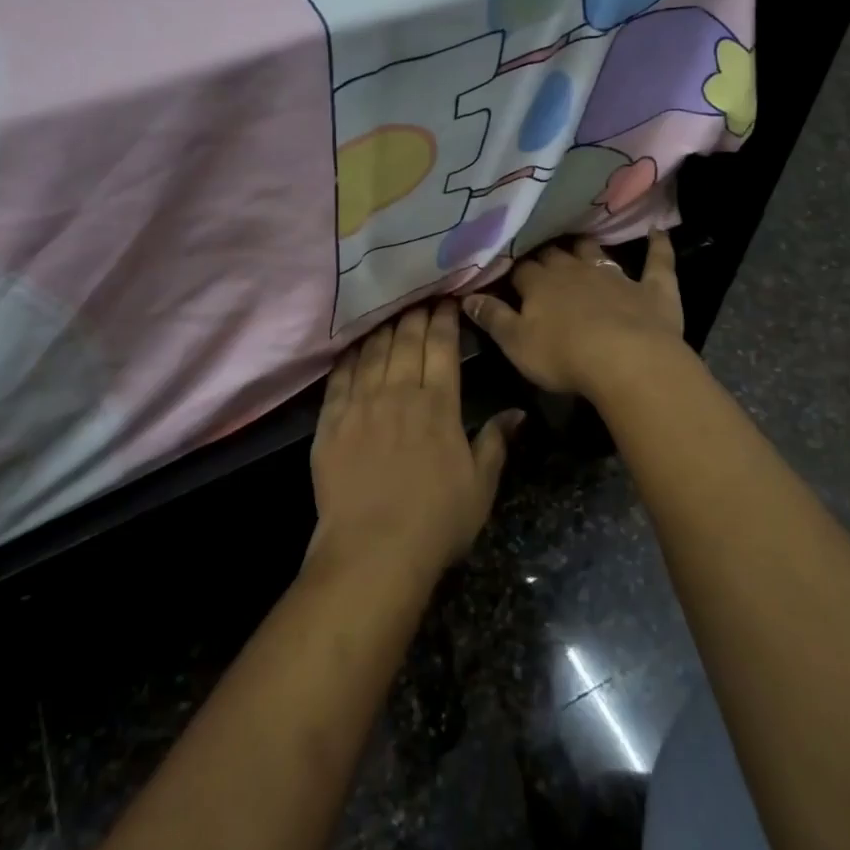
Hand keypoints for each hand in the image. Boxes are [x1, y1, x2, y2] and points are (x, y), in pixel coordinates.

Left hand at [308, 300, 521, 581]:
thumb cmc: (436, 521)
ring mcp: (362, 404)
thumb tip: (517, 413)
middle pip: (407, 341)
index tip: (447, 302)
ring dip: (384, 329)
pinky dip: (349, 357)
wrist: (373, 550)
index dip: (444, 320)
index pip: (442, 347)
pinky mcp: (331, 421)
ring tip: (390, 315)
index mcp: (438, 405)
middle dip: (415, 316)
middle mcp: (399, 393)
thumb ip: (496, 443)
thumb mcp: (481, 486)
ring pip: (374, 352)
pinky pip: (340, 377)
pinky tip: (354, 346)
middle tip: (420, 299)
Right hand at [463, 230, 685, 399]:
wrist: (628, 361)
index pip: (521, 269)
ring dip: (586, 246)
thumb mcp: (516, 344)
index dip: (513, 270)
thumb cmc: (563, 356)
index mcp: (540, 284)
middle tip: (539, 253)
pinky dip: (658, 246)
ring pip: (596, 251)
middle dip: (546, 252)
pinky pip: (657, 261)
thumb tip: (466, 296)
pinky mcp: (653, 289)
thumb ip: (492, 318)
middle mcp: (575, 270)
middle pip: (556, 254)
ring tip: (579, 240)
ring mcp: (616, 276)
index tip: (506, 270)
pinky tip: (659, 231)